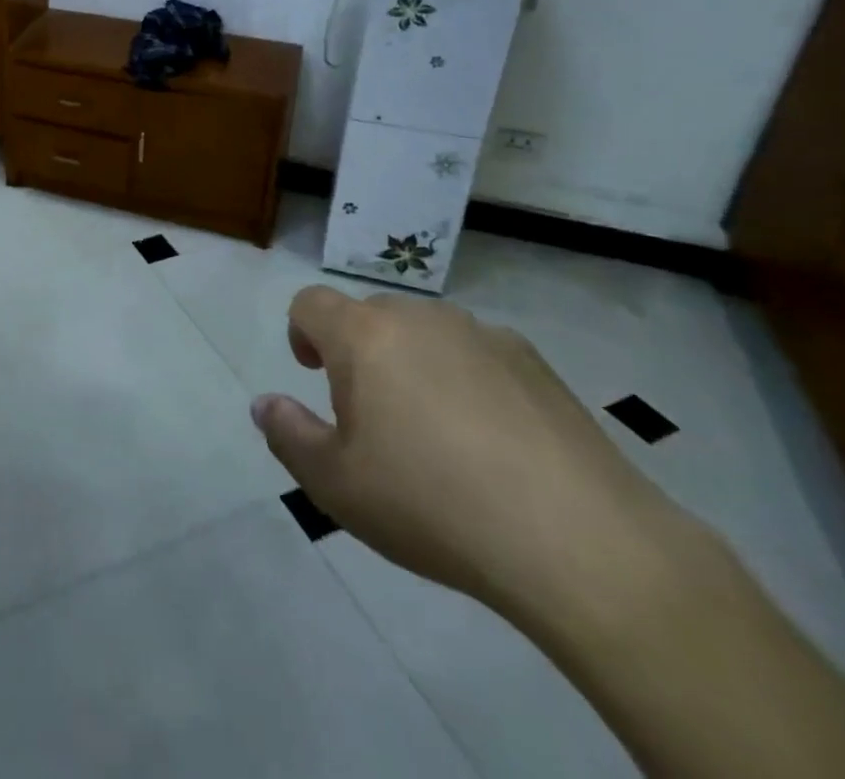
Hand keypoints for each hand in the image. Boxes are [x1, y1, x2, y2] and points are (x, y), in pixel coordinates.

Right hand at [252, 285, 687, 618]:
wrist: (580, 541)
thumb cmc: (432, 505)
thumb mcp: (336, 485)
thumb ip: (288, 435)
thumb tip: (264, 404)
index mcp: (363, 335)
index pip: (310, 303)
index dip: (302, 332)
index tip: (314, 374)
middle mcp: (419, 317)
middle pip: (369, 315)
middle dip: (359, 352)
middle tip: (373, 417)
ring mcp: (482, 334)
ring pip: (425, 333)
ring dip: (413, 363)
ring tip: (436, 433)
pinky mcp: (535, 361)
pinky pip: (477, 354)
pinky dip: (467, 380)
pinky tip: (493, 442)